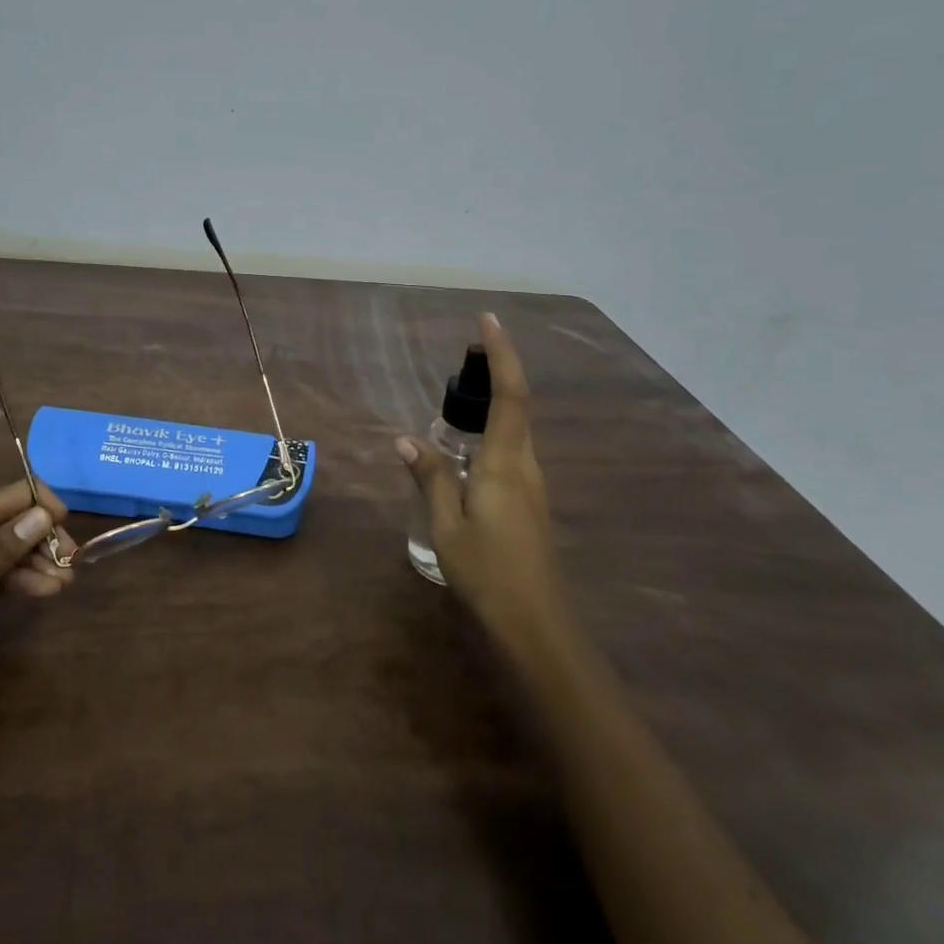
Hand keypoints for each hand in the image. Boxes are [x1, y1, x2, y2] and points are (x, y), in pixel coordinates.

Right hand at [398, 313, 566, 648]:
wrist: (536, 624)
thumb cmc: (488, 571)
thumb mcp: (447, 524)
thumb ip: (430, 476)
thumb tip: (406, 439)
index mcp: (505, 463)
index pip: (509, 395)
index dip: (501, 354)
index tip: (488, 319)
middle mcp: (525, 465)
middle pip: (517, 404)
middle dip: (497, 369)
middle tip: (468, 350)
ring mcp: (531, 484)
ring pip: (515, 428)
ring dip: (495, 399)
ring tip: (463, 390)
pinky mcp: (528, 501)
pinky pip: (511, 450)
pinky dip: (493, 429)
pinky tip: (468, 445)